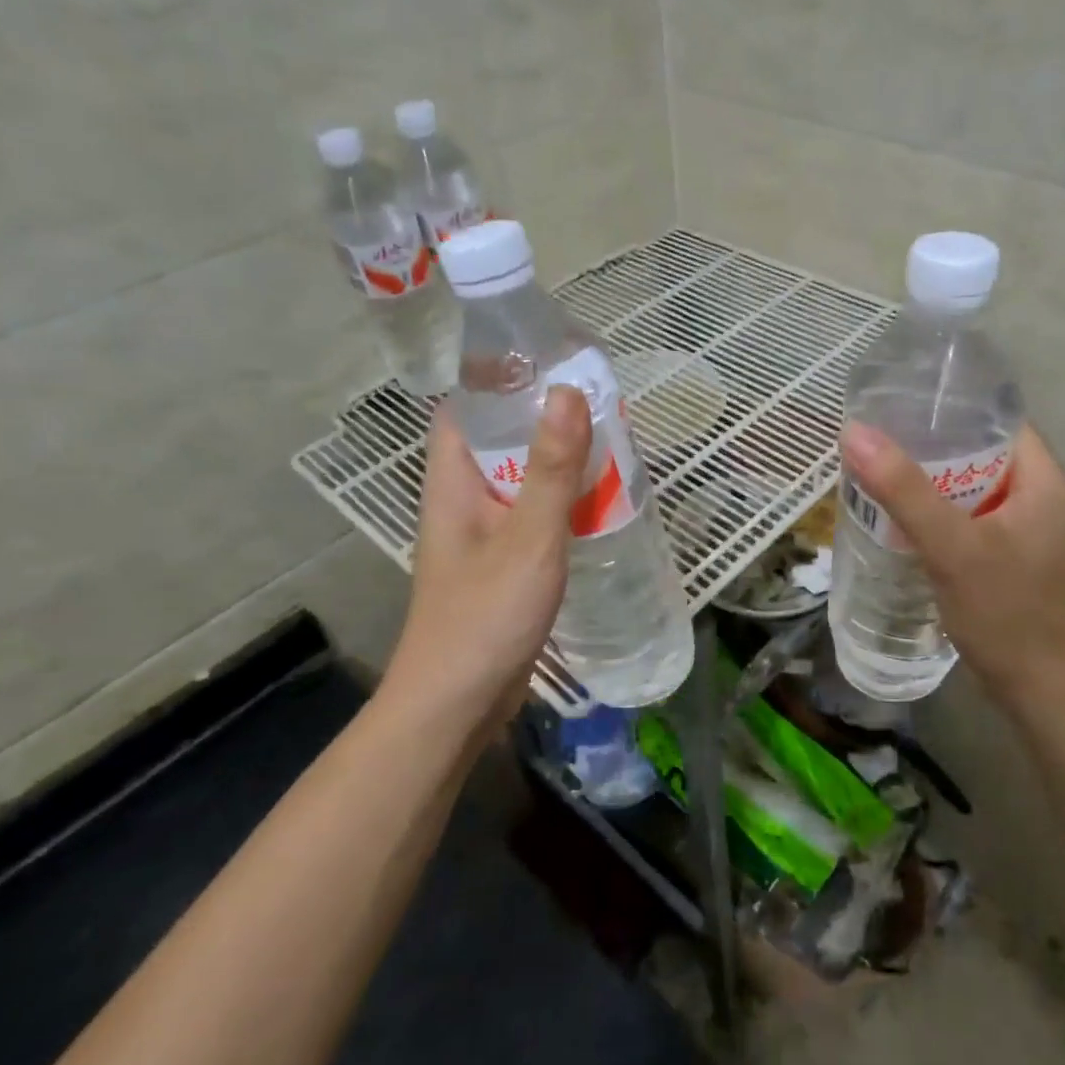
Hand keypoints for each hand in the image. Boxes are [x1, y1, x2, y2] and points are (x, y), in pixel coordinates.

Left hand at [383, 387, 592, 730]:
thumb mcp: (528, 539)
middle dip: (545, 417)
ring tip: (611, 441)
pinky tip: (600, 501)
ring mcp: (483, 533)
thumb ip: (550, 469)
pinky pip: (534, 515)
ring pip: (522, 478)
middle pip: (501, 439)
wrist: (457, 705)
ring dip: (559, 461)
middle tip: (601, 400)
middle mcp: (463, 498)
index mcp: (454, 480)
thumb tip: (567, 391)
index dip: (503, 377)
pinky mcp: (503, 563)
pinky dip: (563, 501)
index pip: (467, 406)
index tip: (554, 359)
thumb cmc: (484, 617)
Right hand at [841, 422, 1064, 701]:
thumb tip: (855, 432)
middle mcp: (1037, 495)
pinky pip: (964, 516)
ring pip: (967, 486)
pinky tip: (896, 516)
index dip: (949, 405)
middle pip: (977, 451)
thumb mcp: (952, 546)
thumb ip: (904, 490)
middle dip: (927, 444)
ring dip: (926, 480)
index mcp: (1042, 478)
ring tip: (876, 470)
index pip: (995, 418)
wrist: (1038, 687)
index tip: (897, 402)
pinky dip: (933, 511)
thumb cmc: (1005, 610)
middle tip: (875, 438)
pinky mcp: (1005, 554)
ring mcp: (1021, 527)